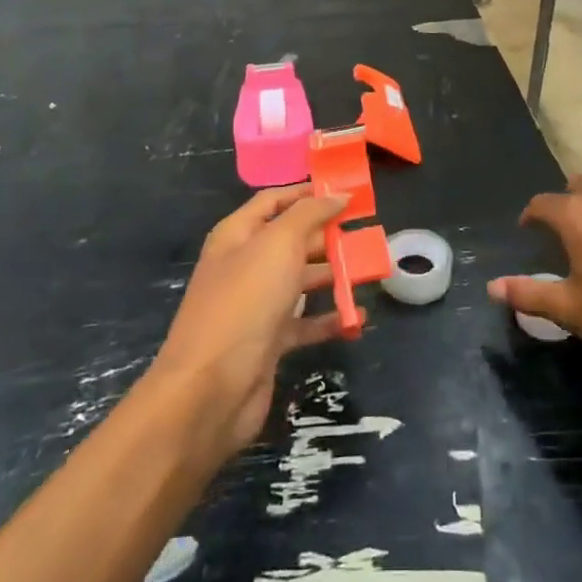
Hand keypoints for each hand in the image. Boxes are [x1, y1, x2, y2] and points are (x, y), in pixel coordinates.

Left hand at [150, 186, 349, 460]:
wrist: (211, 389)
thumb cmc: (245, 302)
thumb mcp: (278, 244)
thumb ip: (310, 214)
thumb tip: (337, 194)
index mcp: (238, 235)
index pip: (274, 200)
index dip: (307, 192)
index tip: (347, 192)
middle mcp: (244, 265)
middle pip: (291, 240)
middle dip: (327, 234)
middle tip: (367, 232)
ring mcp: (256, 305)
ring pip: (301, 280)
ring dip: (334, 275)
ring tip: (371, 271)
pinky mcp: (268, 341)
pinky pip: (305, 322)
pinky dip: (329, 318)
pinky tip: (357, 317)